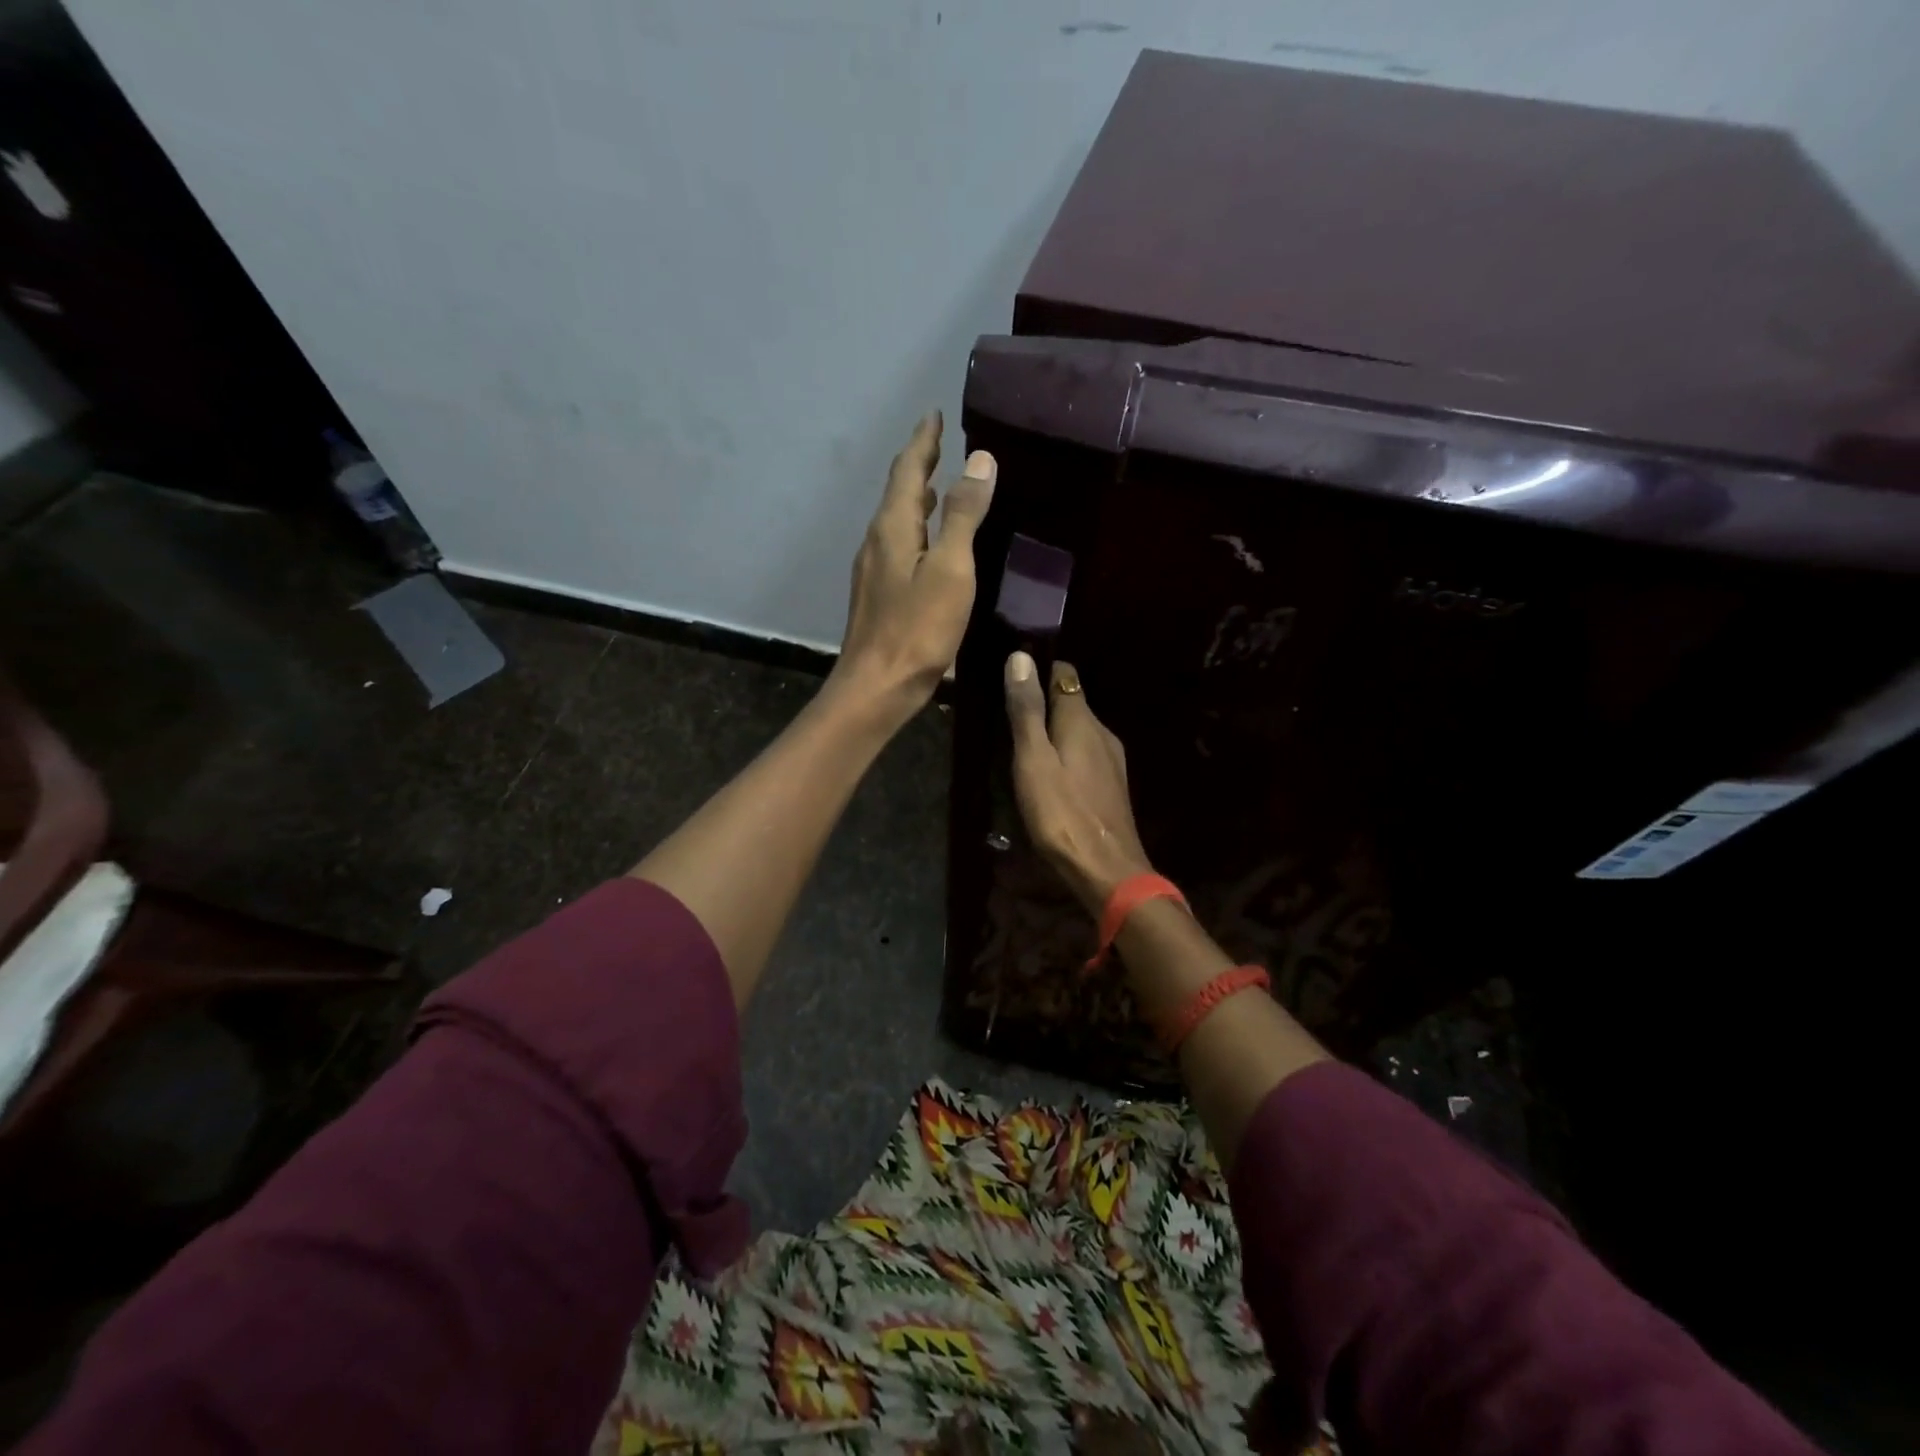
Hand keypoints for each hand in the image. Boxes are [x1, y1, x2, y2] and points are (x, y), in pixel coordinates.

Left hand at [830, 412, 995, 725]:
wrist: (878, 687)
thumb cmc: (918, 629)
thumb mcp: (951, 569)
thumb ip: (963, 515)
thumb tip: (978, 459)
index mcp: (893, 527)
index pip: (908, 470)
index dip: (923, 441)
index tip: (934, 414)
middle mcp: (877, 541)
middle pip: (898, 492)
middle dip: (919, 465)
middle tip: (940, 445)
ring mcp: (874, 570)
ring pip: (897, 521)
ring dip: (917, 499)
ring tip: (940, 488)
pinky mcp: (878, 595)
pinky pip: (899, 546)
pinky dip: (917, 530)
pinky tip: (931, 546)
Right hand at [1004, 652, 1152, 911]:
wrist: (1106, 869)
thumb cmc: (1062, 812)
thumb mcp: (1033, 759)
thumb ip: (1027, 710)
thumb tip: (1020, 657)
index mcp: (1082, 719)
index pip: (1064, 673)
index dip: (1038, 669)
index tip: (1010, 676)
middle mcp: (1102, 732)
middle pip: (1070, 703)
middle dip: (1041, 703)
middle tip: (1004, 717)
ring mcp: (1111, 760)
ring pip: (1077, 732)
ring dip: (1051, 733)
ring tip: (1019, 747)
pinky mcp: (1111, 785)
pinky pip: (1083, 756)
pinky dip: (1064, 756)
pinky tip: (1046, 776)